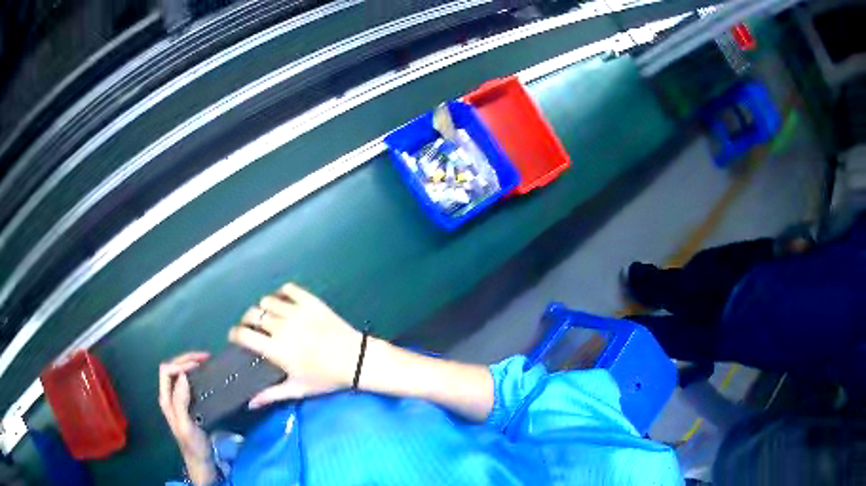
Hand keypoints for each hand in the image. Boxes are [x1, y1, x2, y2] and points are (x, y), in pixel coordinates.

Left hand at [159, 352, 215, 484]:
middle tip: (205, 357)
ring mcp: (179, 399)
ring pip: (180, 373)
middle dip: (186, 359)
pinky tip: (206, 376)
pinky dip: (197, 375)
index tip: (198, 366)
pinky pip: (189, 382)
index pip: (166, 371)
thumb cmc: (193, 445)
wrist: (201, 461)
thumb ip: (180, 401)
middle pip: (172, 368)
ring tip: (206, 363)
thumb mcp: (186, 425)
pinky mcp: (189, 403)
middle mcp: (170, 395)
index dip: (180, 364)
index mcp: (166, 399)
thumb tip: (183, 376)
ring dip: (191, 364)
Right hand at [229, 283, 362, 407]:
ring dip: (264, 308)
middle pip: (253, 314)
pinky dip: (282, 293)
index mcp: (276, 348)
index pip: (244, 334)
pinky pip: (289, 289)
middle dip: (247, 320)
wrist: (357, 360)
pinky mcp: (311, 302)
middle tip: (252, 328)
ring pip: (268, 300)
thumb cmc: (326, 378)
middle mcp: (282, 326)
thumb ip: (271, 395)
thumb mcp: (298, 389)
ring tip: (269, 317)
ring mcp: (297, 311)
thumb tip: (250, 403)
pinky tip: (284, 303)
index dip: (234, 334)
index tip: (235, 337)